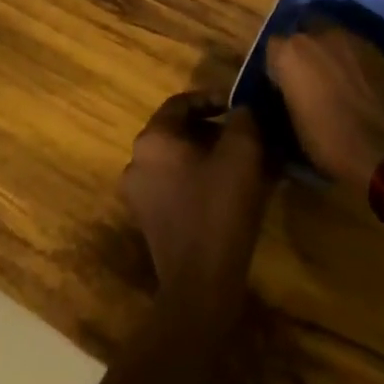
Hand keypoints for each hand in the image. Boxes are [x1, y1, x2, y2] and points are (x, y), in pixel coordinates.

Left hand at [121, 92, 273, 317]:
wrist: (200, 284)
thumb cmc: (219, 208)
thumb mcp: (241, 153)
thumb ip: (243, 119)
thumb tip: (243, 107)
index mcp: (152, 140)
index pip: (181, 103)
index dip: (213, 98)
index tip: (241, 106)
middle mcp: (137, 161)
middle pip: (179, 131)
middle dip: (214, 129)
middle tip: (247, 134)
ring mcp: (139, 193)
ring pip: (179, 159)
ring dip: (210, 154)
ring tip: (244, 161)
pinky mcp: (149, 219)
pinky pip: (176, 184)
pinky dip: (201, 178)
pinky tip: (231, 189)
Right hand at [266, 26, 383, 190]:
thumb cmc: (333, 144)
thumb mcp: (296, 127)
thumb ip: (290, 96)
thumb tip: (292, 92)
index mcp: (291, 54)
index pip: (273, 48)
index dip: (278, 67)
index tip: (283, 86)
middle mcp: (320, 36)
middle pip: (305, 31)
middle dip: (305, 50)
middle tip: (309, 77)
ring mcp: (354, 39)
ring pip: (334, 37)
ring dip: (331, 53)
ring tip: (336, 79)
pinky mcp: (381, 50)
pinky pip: (358, 50)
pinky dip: (355, 62)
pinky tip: (360, 84)